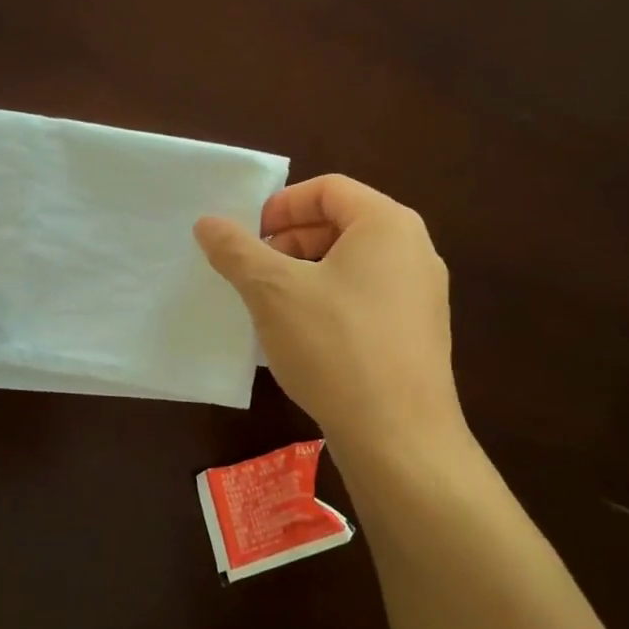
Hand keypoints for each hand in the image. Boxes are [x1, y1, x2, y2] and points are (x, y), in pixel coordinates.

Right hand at [194, 174, 461, 444]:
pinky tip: (302, 336)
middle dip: (291, 241)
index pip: (328, 189)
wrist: (400, 439)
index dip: (281, 205)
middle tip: (255, 270)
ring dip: (306, 273)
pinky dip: (329, 301)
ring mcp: (421, 294)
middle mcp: (414, 249)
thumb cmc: (336, 347)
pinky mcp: (418, 332)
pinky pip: (366, 296)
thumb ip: (237, 250)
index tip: (249, 237)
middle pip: (342, 223)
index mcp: (388, 224)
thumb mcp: (273, 292)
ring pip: (352, 263)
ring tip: (272, 304)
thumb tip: (207, 223)